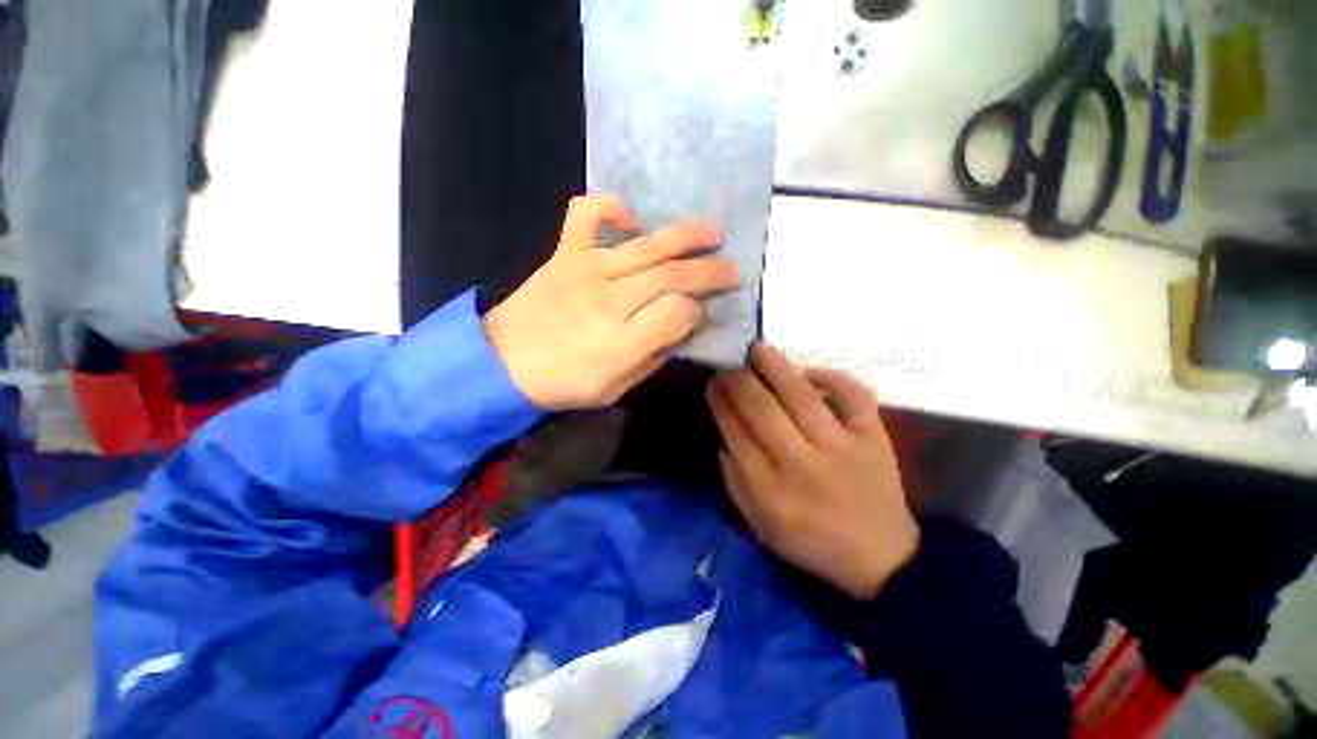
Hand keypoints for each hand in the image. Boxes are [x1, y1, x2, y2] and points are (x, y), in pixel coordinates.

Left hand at [484, 194, 738, 409]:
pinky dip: (610, 207)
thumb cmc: (563, 384)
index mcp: (623, 342)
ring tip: (711, 232)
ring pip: (646, 246)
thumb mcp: (615, 388)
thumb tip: (679, 330)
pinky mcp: (564, 254)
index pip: (679, 314)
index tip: (702, 316)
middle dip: (708, 271)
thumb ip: (652, 358)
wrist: (501, 364)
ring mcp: (585, 269)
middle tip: (732, 269)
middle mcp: (609, 299)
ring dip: (684, 236)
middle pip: (672, 276)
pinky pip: (586, 215)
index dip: (698, 313)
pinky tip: (630, 219)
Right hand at [708, 344, 918, 599]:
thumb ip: (735, 484)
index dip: (721, 404)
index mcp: (772, 493)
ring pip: (803, 398)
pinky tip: (810, 371)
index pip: (736, 436)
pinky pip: (854, 397)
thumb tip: (722, 439)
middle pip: (763, 412)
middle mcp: (804, 466)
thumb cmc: (812, 543)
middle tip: (729, 362)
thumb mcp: (761, 527)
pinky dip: (833, 377)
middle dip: (740, 381)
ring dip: (776, 368)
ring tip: (759, 348)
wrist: (882, 559)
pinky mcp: (875, 439)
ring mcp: (843, 449)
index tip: (712, 383)